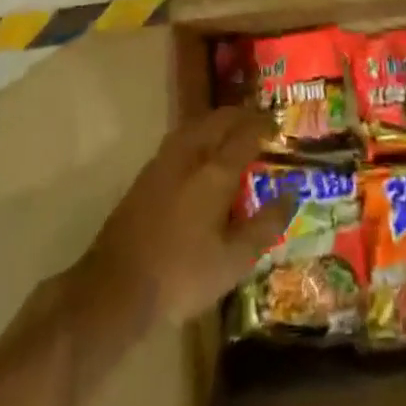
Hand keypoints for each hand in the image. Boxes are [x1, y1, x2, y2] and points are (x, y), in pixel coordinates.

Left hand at [81, 105, 293, 326]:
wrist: (114, 288)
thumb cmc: (181, 275)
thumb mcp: (233, 261)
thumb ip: (265, 226)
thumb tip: (291, 195)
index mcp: (214, 172)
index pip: (244, 135)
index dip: (263, 126)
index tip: (278, 126)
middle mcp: (189, 156)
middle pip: (218, 121)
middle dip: (240, 117)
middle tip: (259, 123)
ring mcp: (163, 162)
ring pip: (195, 126)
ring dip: (217, 122)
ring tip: (232, 131)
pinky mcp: (145, 175)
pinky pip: (180, 139)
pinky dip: (198, 135)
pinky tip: (201, 153)